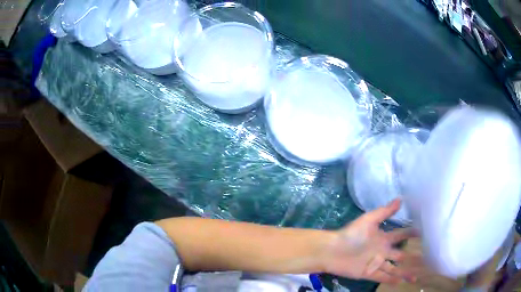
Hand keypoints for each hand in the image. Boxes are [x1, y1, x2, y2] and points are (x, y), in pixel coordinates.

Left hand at [321, 199, 417, 283]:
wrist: (333, 250)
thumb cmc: (351, 234)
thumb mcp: (369, 220)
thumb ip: (384, 212)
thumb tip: (400, 199)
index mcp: (383, 238)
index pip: (401, 235)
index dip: (411, 234)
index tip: (425, 232)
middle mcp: (382, 251)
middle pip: (401, 255)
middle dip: (413, 257)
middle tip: (426, 259)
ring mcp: (376, 263)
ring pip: (394, 268)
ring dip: (405, 272)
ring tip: (416, 277)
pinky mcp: (369, 273)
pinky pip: (383, 277)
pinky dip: (392, 280)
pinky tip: (402, 282)